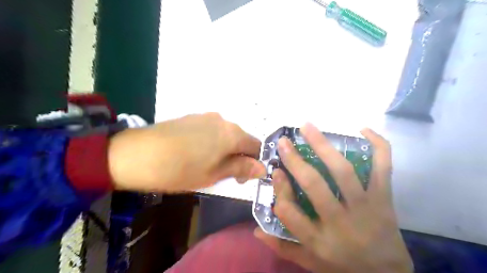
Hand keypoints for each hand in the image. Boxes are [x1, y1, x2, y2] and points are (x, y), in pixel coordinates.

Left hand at [108, 112, 265, 191]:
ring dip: (225, 149)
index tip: (241, 177)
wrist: (136, 154)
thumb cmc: (180, 170)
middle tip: (223, 174)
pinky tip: (195, 153)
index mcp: (232, 134)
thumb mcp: (214, 174)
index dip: (254, 162)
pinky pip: (211, 130)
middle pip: (241, 139)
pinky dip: (212, 142)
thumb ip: (240, 168)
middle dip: (238, 156)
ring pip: (225, 135)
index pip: (256, 146)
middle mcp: (223, 120)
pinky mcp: (192, 117)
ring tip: (207, 164)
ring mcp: (206, 117)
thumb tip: (262, 168)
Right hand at [255, 124, 409, 272]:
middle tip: (283, 141)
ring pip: (343, 171)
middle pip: (314, 186)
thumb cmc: (343, 266)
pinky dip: (377, 146)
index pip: (290, 213)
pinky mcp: (385, 198)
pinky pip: (383, 167)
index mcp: (319, 240)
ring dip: (323, 145)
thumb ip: (282, 247)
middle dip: (295, 161)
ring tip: (307, 127)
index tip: (275, 172)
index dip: (279, 190)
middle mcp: (341, 222)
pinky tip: (363, 129)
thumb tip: (256, 230)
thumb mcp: (310, 262)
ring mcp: (366, 207)